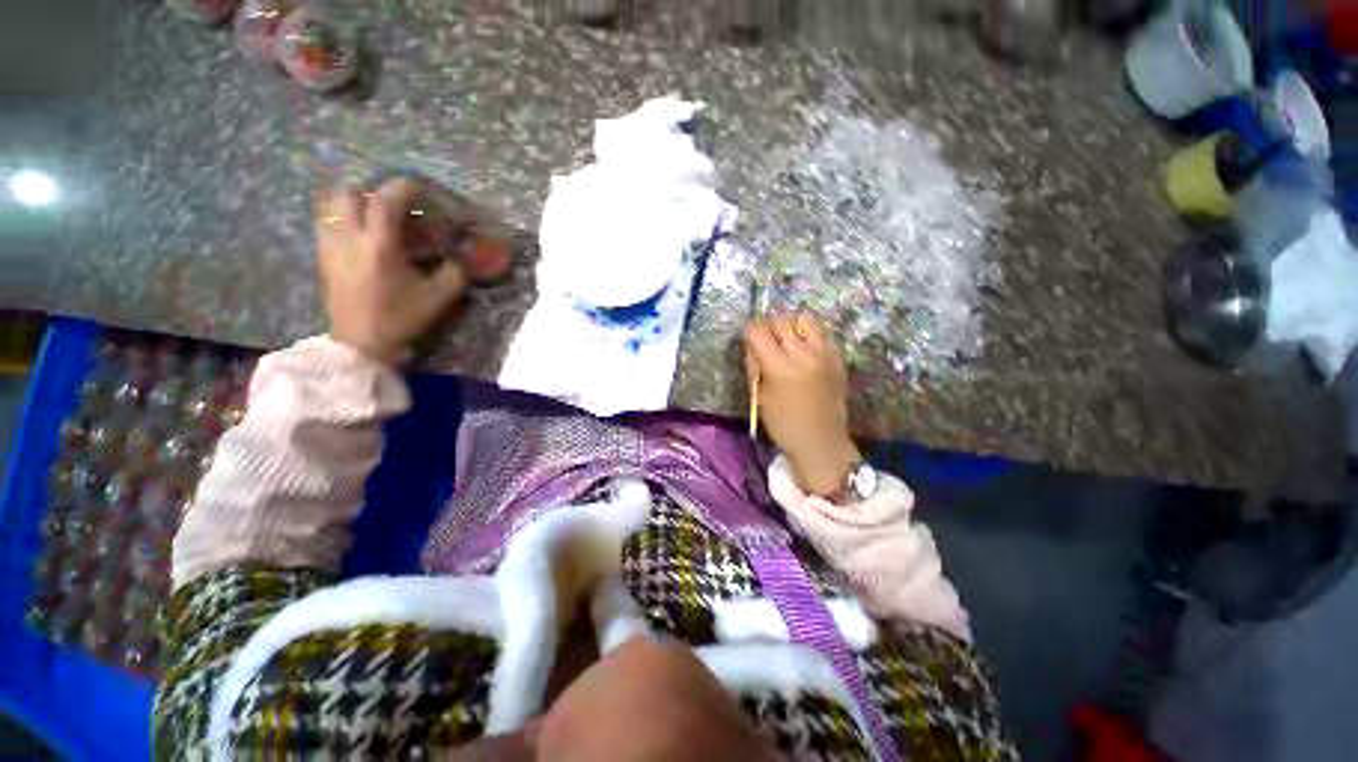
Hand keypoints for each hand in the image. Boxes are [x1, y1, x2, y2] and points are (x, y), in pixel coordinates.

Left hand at [315, 179, 467, 363]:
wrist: (360, 342)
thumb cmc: (400, 317)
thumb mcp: (439, 297)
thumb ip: (455, 272)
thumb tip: (460, 258)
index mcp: (379, 243)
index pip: (387, 198)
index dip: (406, 187)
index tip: (421, 189)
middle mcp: (349, 235)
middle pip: (351, 192)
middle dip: (375, 192)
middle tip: (395, 206)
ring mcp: (330, 244)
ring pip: (332, 203)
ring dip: (354, 202)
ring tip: (374, 216)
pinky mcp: (323, 256)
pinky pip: (326, 221)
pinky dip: (342, 217)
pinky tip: (360, 234)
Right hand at [745, 313, 860, 496]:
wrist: (821, 443)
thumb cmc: (784, 426)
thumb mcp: (760, 398)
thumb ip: (755, 367)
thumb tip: (752, 346)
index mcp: (779, 368)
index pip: (758, 332)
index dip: (748, 331)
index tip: (747, 338)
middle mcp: (803, 354)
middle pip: (781, 321)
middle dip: (768, 326)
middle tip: (765, 339)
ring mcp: (824, 354)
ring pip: (805, 318)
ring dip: (791, 325)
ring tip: (788, 339)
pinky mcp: (838, 358)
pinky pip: (823, 333)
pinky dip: (810, 334)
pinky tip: (805, 349)